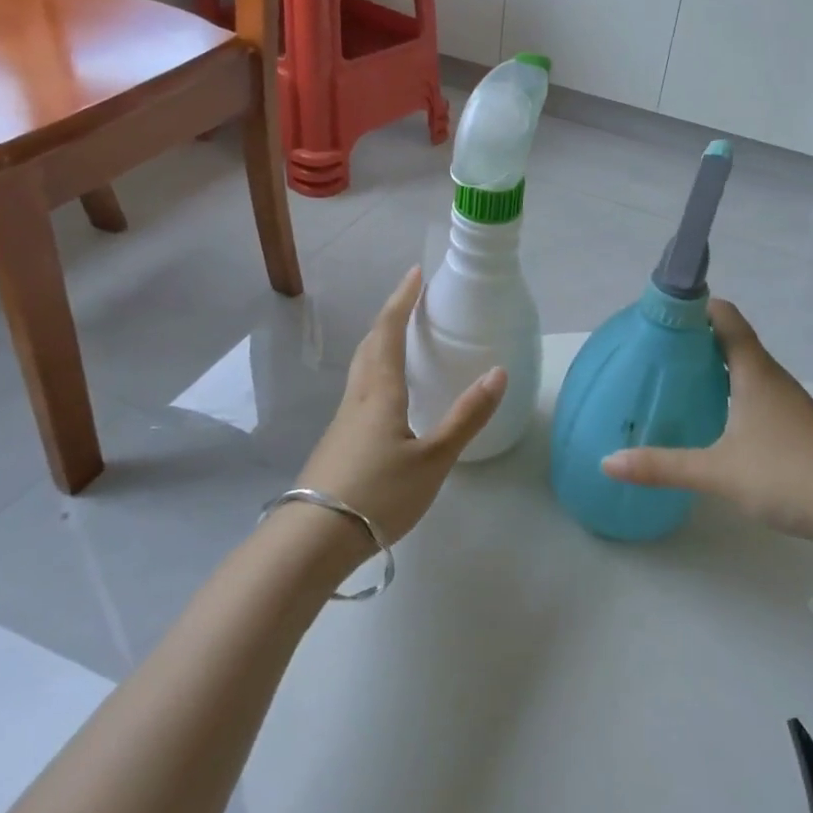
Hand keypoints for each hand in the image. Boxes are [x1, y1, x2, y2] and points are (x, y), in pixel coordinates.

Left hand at [299, 266, 506, 545]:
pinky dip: (376, 371)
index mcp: (380, 391)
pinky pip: (360, 389)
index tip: (416, 273)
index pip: (389, 331)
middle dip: (390, 316)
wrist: (313, 539)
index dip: (403, 299)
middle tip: (412, 300)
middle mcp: (358, 396)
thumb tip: (498, 372)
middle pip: (371, 344)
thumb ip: (467, 417)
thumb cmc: (379, 493)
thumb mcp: (434, 459)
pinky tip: (388, 394)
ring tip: (401, 338)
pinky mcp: (339, 441)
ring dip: (380, 342)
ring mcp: (343, 420)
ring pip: (362, 367)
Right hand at [601, 299, 812, 541]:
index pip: (726, 318)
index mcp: (754, 372)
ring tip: (676, 379)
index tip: (661, 313)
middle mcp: (771, 377)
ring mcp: (787, 401)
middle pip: (732, 340)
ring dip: (713, 366)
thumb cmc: (786, 476)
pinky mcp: (794, 424)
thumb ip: (662, 466)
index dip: (696, 307)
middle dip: (695, 339)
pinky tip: (712, 417)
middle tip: (656, 350)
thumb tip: (607, 462)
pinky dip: (729, 391)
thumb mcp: (716, 472)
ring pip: (745, 369)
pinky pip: (754, 392)